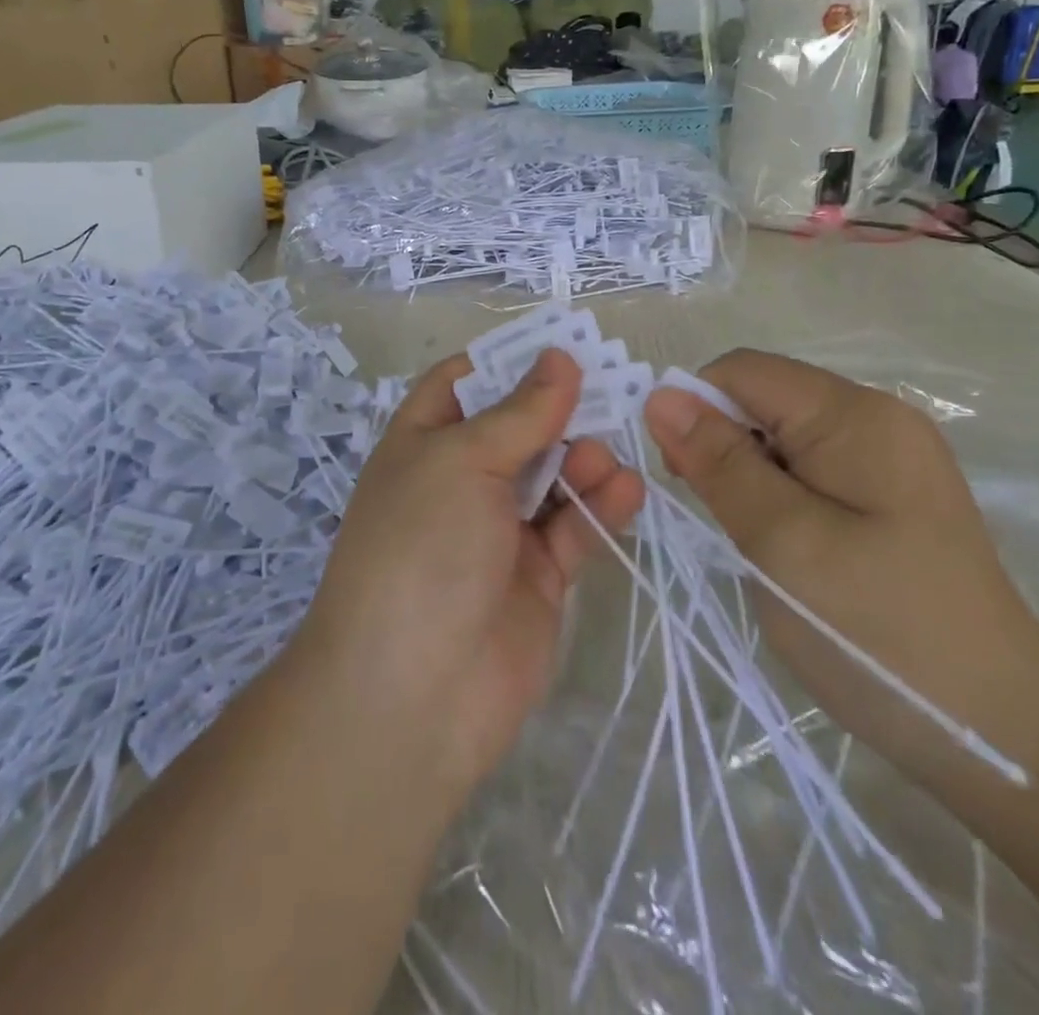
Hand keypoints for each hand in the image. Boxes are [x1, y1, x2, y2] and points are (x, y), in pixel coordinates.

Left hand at [295, 348, 644, 801]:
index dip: (508, 360)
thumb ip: (520, 412)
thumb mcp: (462, 462)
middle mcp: (460, 479)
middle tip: (613, 387)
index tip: (562, 344)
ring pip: (552, 475)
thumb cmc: (422, 548)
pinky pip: (574, 527)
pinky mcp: (537, 575)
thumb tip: (558, 358)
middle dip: (560, 407)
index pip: (463, 382)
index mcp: (424, 442)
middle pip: (518, 426)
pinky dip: (600, 507)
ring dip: (582, 458)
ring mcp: (499, 529)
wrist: (412, 695)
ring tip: (604, 456)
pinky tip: (626, 489)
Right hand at [643, 350, 1038, 793]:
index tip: (685, 482)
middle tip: (727, 524)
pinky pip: (809, 469)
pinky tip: (789, 549)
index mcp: (856, 416)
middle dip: (722, 448)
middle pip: (763, 400)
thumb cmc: (883, 636)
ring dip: (748, 479)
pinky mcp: (890, 496)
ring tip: (759, 545)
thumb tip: (660, 395)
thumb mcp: (784, 544)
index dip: (697, 412)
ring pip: (780, 438)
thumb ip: (720, 464)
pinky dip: (778, 498)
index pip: (742, 372)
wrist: (1007, 739)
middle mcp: (876, 419)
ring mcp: (889, 458)